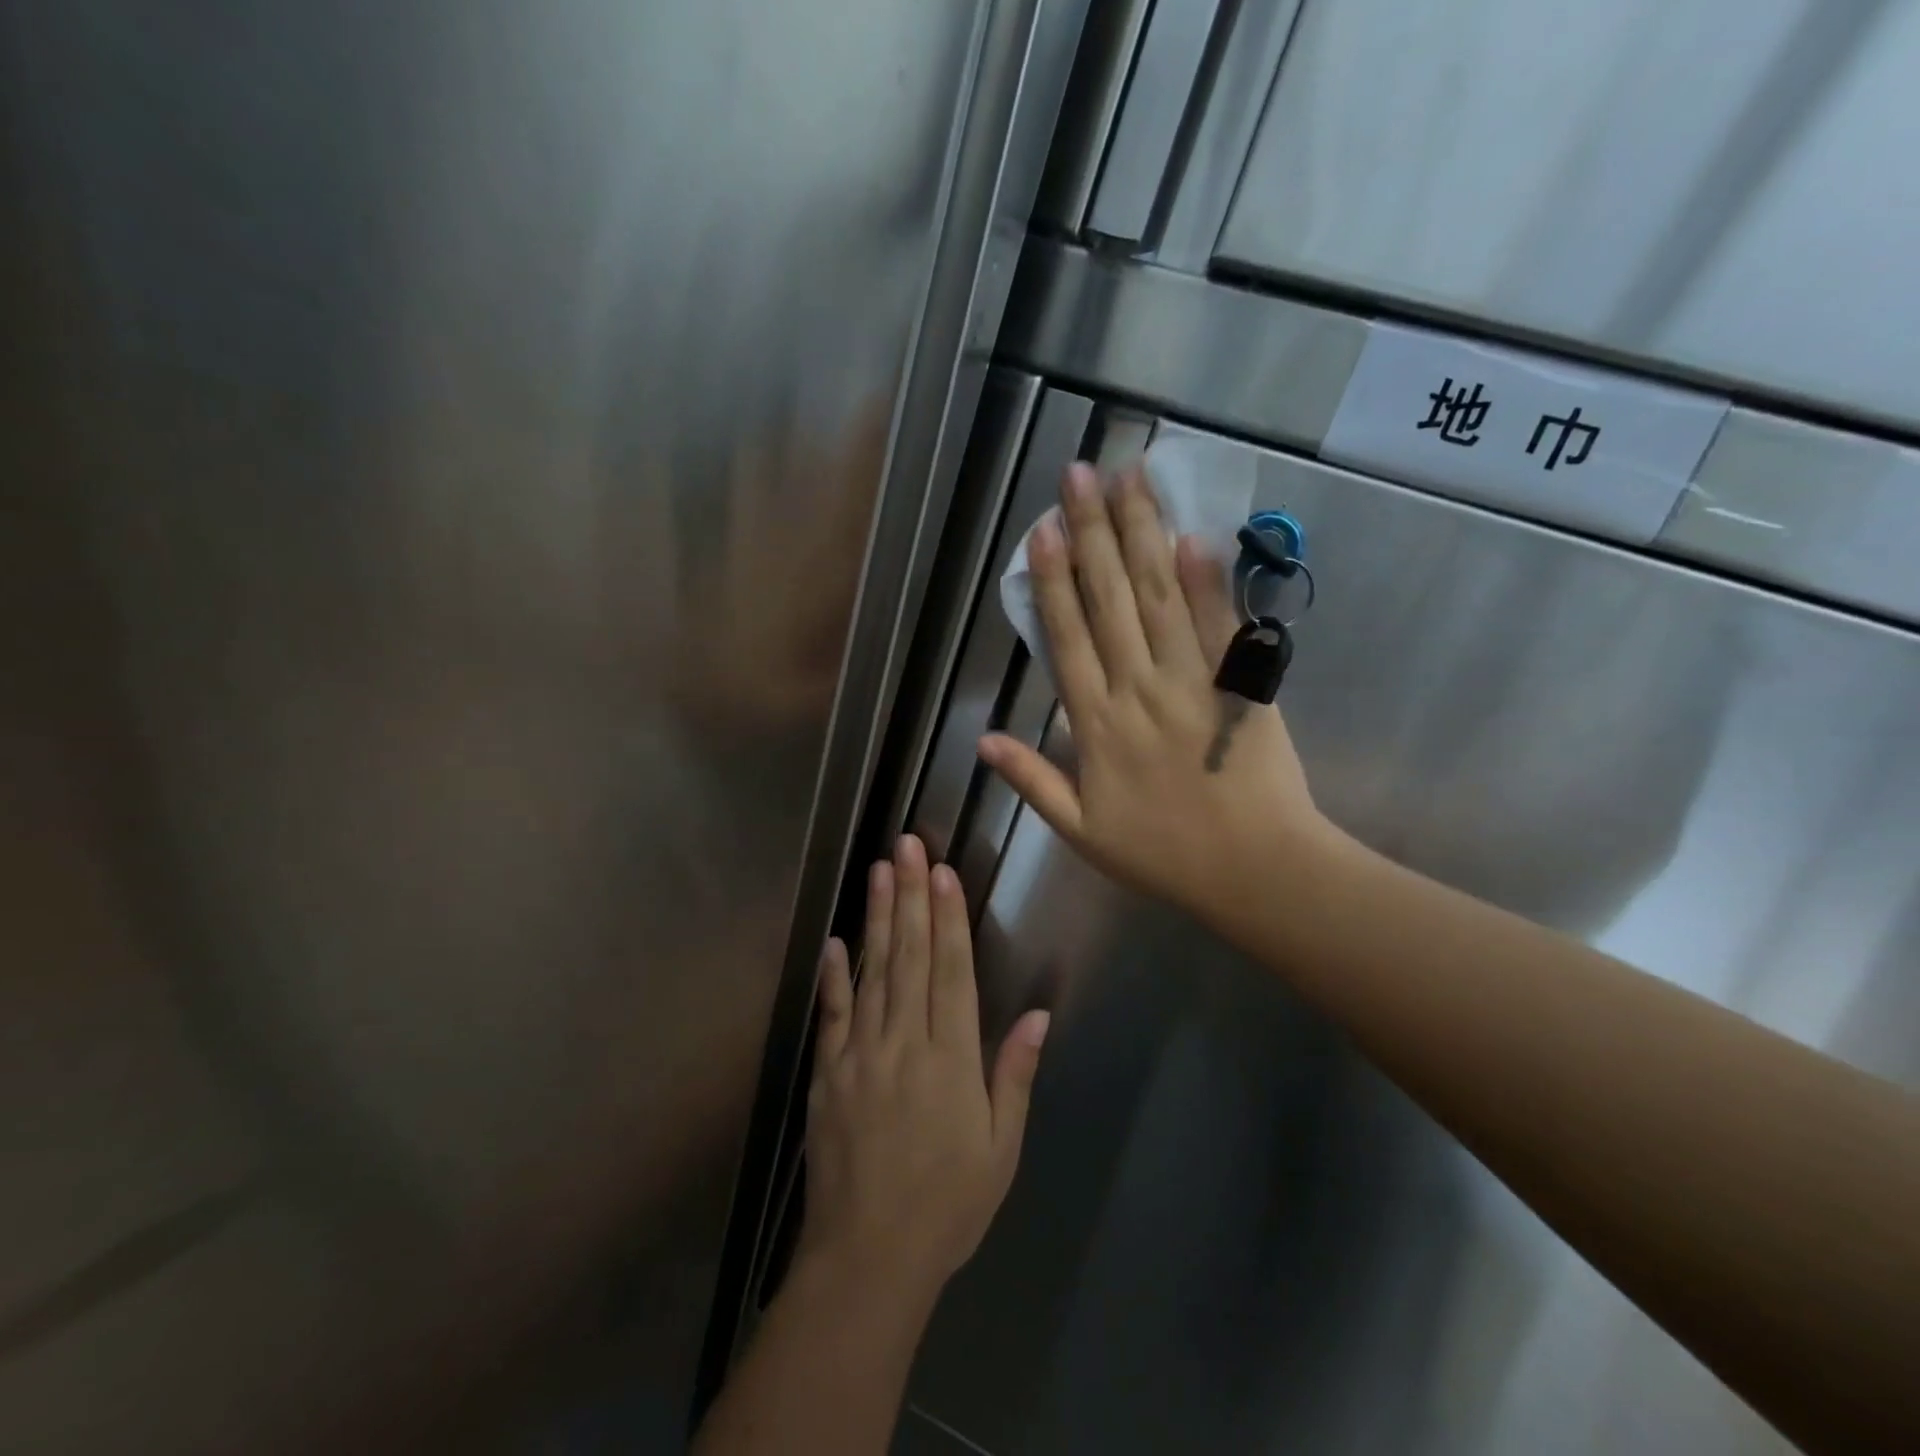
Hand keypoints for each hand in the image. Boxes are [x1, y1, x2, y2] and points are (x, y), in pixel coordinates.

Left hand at [798, 834, 1049, 1307]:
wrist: (868, 1259)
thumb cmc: (948, 1204)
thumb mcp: (1001, 1149)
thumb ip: (1014, 1075)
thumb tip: (1037, 1015)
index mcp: (950, 1059)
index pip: (951, 970)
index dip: (948, 916)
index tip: (942, 872)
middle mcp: (904, 1043)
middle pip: (910, 956)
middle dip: (910, 896)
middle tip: (906, 846)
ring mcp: (859, 1055)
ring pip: (872, 972)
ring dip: (877, 918)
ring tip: (878, 871)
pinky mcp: (827, 1073)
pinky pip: (832, 1015)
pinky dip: (834, 976)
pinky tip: (835, 942)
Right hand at [977, 461, 1341, 932]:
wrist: (1256, 869)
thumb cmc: (1162, 853)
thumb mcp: (1081, 831)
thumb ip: (1032, 781)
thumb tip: (983, 740)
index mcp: (1096, 725)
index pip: (1068, 639)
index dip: (1053, 581)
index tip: (1044, 530)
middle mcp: (1138, 689)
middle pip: (1110, 600)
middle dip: (1093, 533)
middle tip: (1079, 474)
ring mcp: (1191, 681)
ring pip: (1159, 597)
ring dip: (1142, 535)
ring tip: (1128, 481)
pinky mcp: (1238, 682)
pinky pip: (1218, 623)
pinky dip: (1204, 578)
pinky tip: (1189, 534)